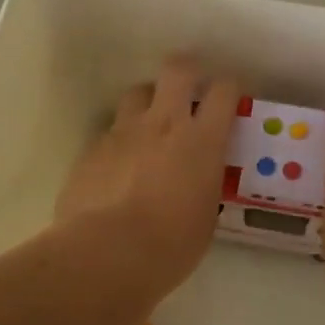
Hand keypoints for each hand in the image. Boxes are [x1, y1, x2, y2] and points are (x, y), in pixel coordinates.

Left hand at [57, 57, 238, 292]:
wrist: (106, 254)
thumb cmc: (170, 245)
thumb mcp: (205, 216)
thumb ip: (204, 185)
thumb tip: (198, 180)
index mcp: (201, 141)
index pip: (223, 91)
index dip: (229, 88)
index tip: (231, 99)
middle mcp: (163, 123)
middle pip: (177, 70)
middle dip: (187, 71)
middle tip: (190, 88)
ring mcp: (123, 132)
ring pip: (138, 93)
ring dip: (149, 102)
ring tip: (151, 125)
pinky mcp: (92, 148)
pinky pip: (111, 130)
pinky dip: (121, 139)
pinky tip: (120, 165)